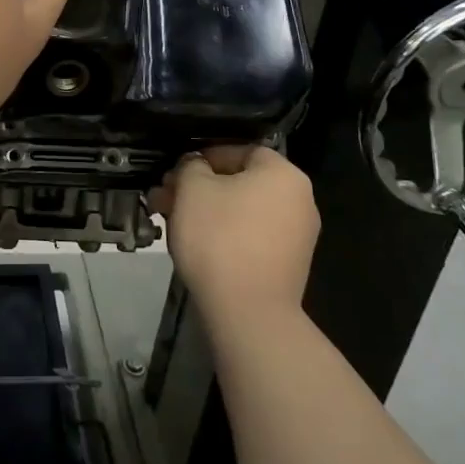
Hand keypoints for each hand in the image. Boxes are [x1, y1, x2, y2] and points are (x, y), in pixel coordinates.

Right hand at [155, 146, 318, 331]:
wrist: (248, 313)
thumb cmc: (220, 237)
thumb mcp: (193, 189)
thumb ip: (191, 166)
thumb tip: (195, 166)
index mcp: (283, 173)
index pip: (240, 150)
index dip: (204, 157)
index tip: (177, 172)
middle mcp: (299, 200)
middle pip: (240, 182)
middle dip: (199, 187)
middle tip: (165, 197)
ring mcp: (297, 236)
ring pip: (241, 210)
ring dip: (207, 211)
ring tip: (171, 222)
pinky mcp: (287, 265)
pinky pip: (250, 236)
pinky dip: (224, 234)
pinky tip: (195, 245)